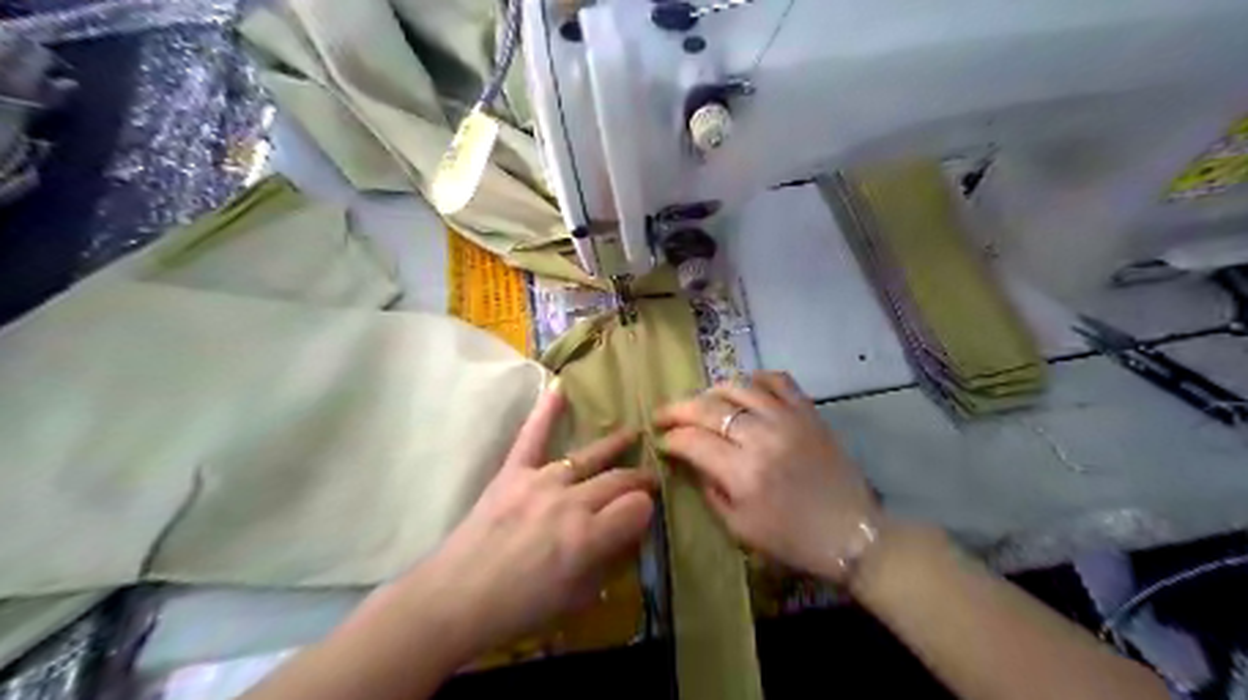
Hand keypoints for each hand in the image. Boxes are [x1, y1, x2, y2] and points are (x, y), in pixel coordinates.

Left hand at [397, 380, 653, 657]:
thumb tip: (631, 534)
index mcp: (588, 537)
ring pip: (588, 456)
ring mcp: (539, 482)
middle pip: (618, 480)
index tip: (645, 513)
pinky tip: (559, 387)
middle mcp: (570, 502)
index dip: (646, 509)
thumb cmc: (518, 608)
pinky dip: (545, 411)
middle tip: (649, 479)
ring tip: (632, 436)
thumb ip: (610, 562)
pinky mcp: (512, 473)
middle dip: (640, 479)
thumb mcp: (576, 597)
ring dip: (614, 446)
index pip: (637, 508)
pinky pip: (531, 437)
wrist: (455, 598)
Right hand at [654, 371, 875, 584]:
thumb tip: (688, 462)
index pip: (692, 441)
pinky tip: (743, 390)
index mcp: (743, 473)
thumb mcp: (740, 528)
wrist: (852, 533)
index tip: (661, 442)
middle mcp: (762, 437)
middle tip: (664, 415)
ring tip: (701, 403)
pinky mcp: (808, 412)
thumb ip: (709, 491)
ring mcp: (788, 419)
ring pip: (738, 387)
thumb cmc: (792, 539)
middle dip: (678, 410)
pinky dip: (754, 379)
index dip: (670, 439)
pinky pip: (777, 380)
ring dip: (711, 391)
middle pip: (709, 408)